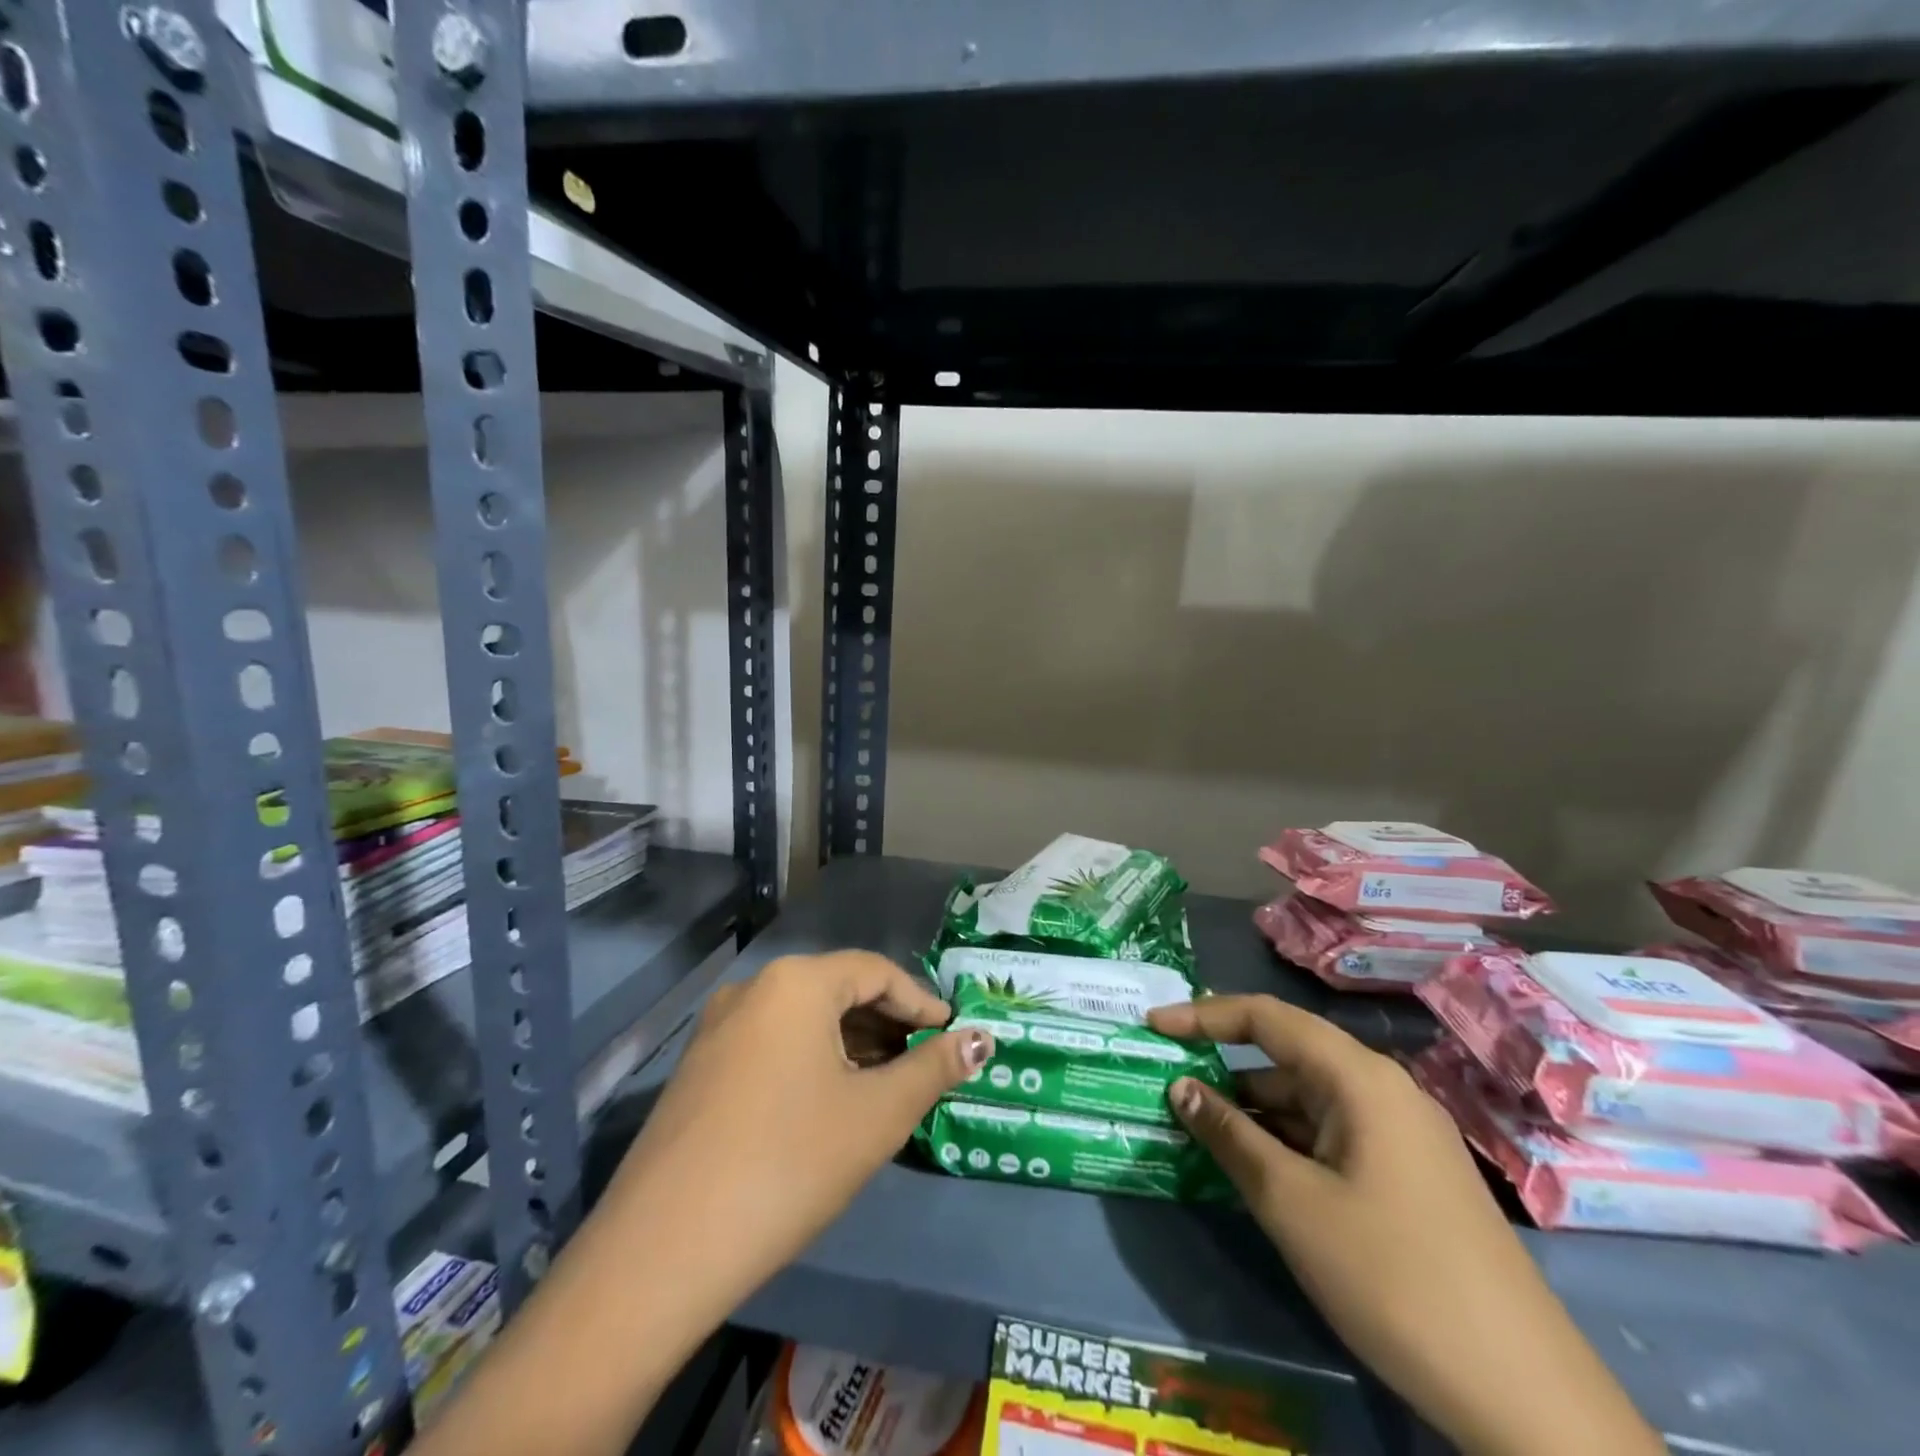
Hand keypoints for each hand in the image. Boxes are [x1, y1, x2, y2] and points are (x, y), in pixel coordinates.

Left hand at [414, 955, 989, 1455]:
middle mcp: (753, 990)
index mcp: (796, 983)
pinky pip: (771, 1046)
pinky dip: (811, 1063)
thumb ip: (934, 1068)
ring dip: (850, 1046)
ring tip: (883, 1087)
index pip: (876, 971)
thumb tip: (981, 1039)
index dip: (921, 1001)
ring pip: (803, 1021)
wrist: (661, 1251)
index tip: (952, 1035)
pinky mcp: (698, 1070)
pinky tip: (828, 1105)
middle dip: (886, 1025)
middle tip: (923, 1063)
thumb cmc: (788, 1163)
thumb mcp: (876, 1115)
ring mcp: (717, 1029)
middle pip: (837, 991)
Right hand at [1148, 996, 1661, 1455]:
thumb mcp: (1291, 1203)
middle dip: (1226, 1070)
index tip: (1154, 1027)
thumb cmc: (1393, 1277)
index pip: (1266, 1017)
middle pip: (1288, 1057)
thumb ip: (1229, 1135)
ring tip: (1201, 1134)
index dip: (1204, 1015)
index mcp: (1359, 1078)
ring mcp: (1403, 1134)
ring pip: (1310, 1101)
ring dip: (1255, 1112)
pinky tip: (1259, 1171)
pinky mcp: (1412, 1176)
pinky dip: (1289, 1142)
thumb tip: (1181, 1087)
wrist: (1526, 1396)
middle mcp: (1384, 1090)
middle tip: (1170, 1090)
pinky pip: (1334, 1135)